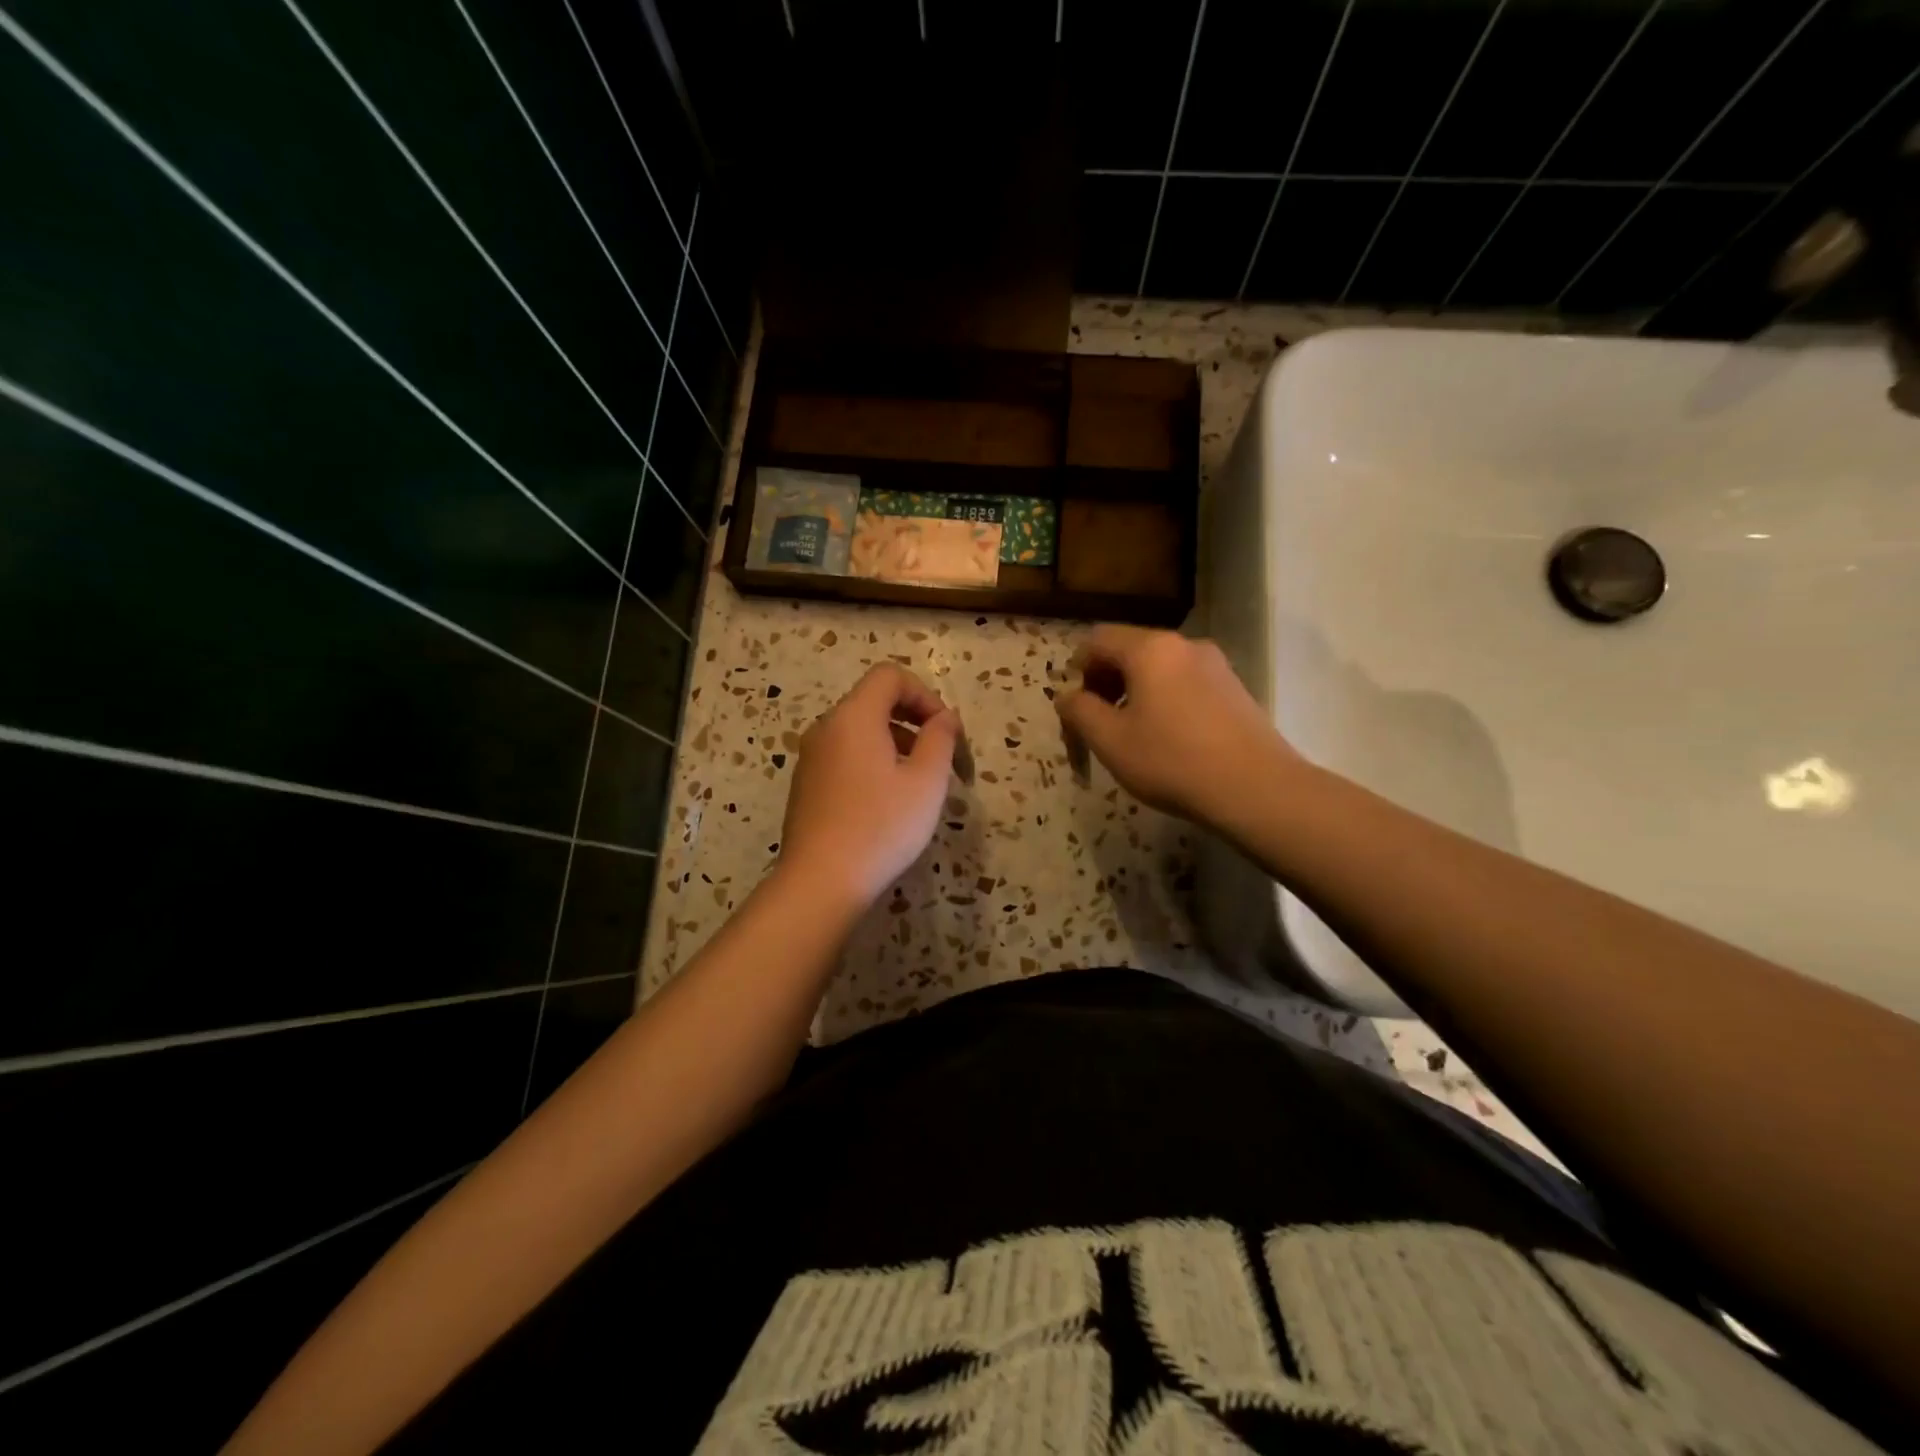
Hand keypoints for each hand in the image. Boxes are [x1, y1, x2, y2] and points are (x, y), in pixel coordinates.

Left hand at [779, 664, 962, 906]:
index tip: (946, 732)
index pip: (890, 676)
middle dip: (915, 721)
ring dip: (897, 744)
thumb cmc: (881, 826)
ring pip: (861, 732)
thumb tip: (945, 718)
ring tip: (920, 784)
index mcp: (853, 717)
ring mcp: (811, 757)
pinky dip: (873, 763)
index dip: (925, 694)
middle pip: (875, 702)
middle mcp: (826, 728)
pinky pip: (846, 756)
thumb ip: (941, 738)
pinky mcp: (807, 785)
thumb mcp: (926, 781)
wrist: (820, 882)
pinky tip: (888, 803)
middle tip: (942, 759)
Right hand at [1055, 627, 1299, 827]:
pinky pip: (1185, 682)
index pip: (1098, 640)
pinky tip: (1168, 738)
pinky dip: (1164, 699)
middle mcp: (1184, 644)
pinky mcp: (1234, 687)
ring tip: (1132, 733)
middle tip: (1098, 721)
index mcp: (1150, 649)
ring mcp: (1215, 664)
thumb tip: (1067, 696)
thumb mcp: (1110, 741)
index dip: (1077, 668)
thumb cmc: (1172, 761)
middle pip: (1130, 649)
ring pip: (1159, 667)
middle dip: (1106, 681)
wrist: (1257, 788)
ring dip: (1135, 692)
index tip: (1075, 705)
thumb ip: (1080, 711)